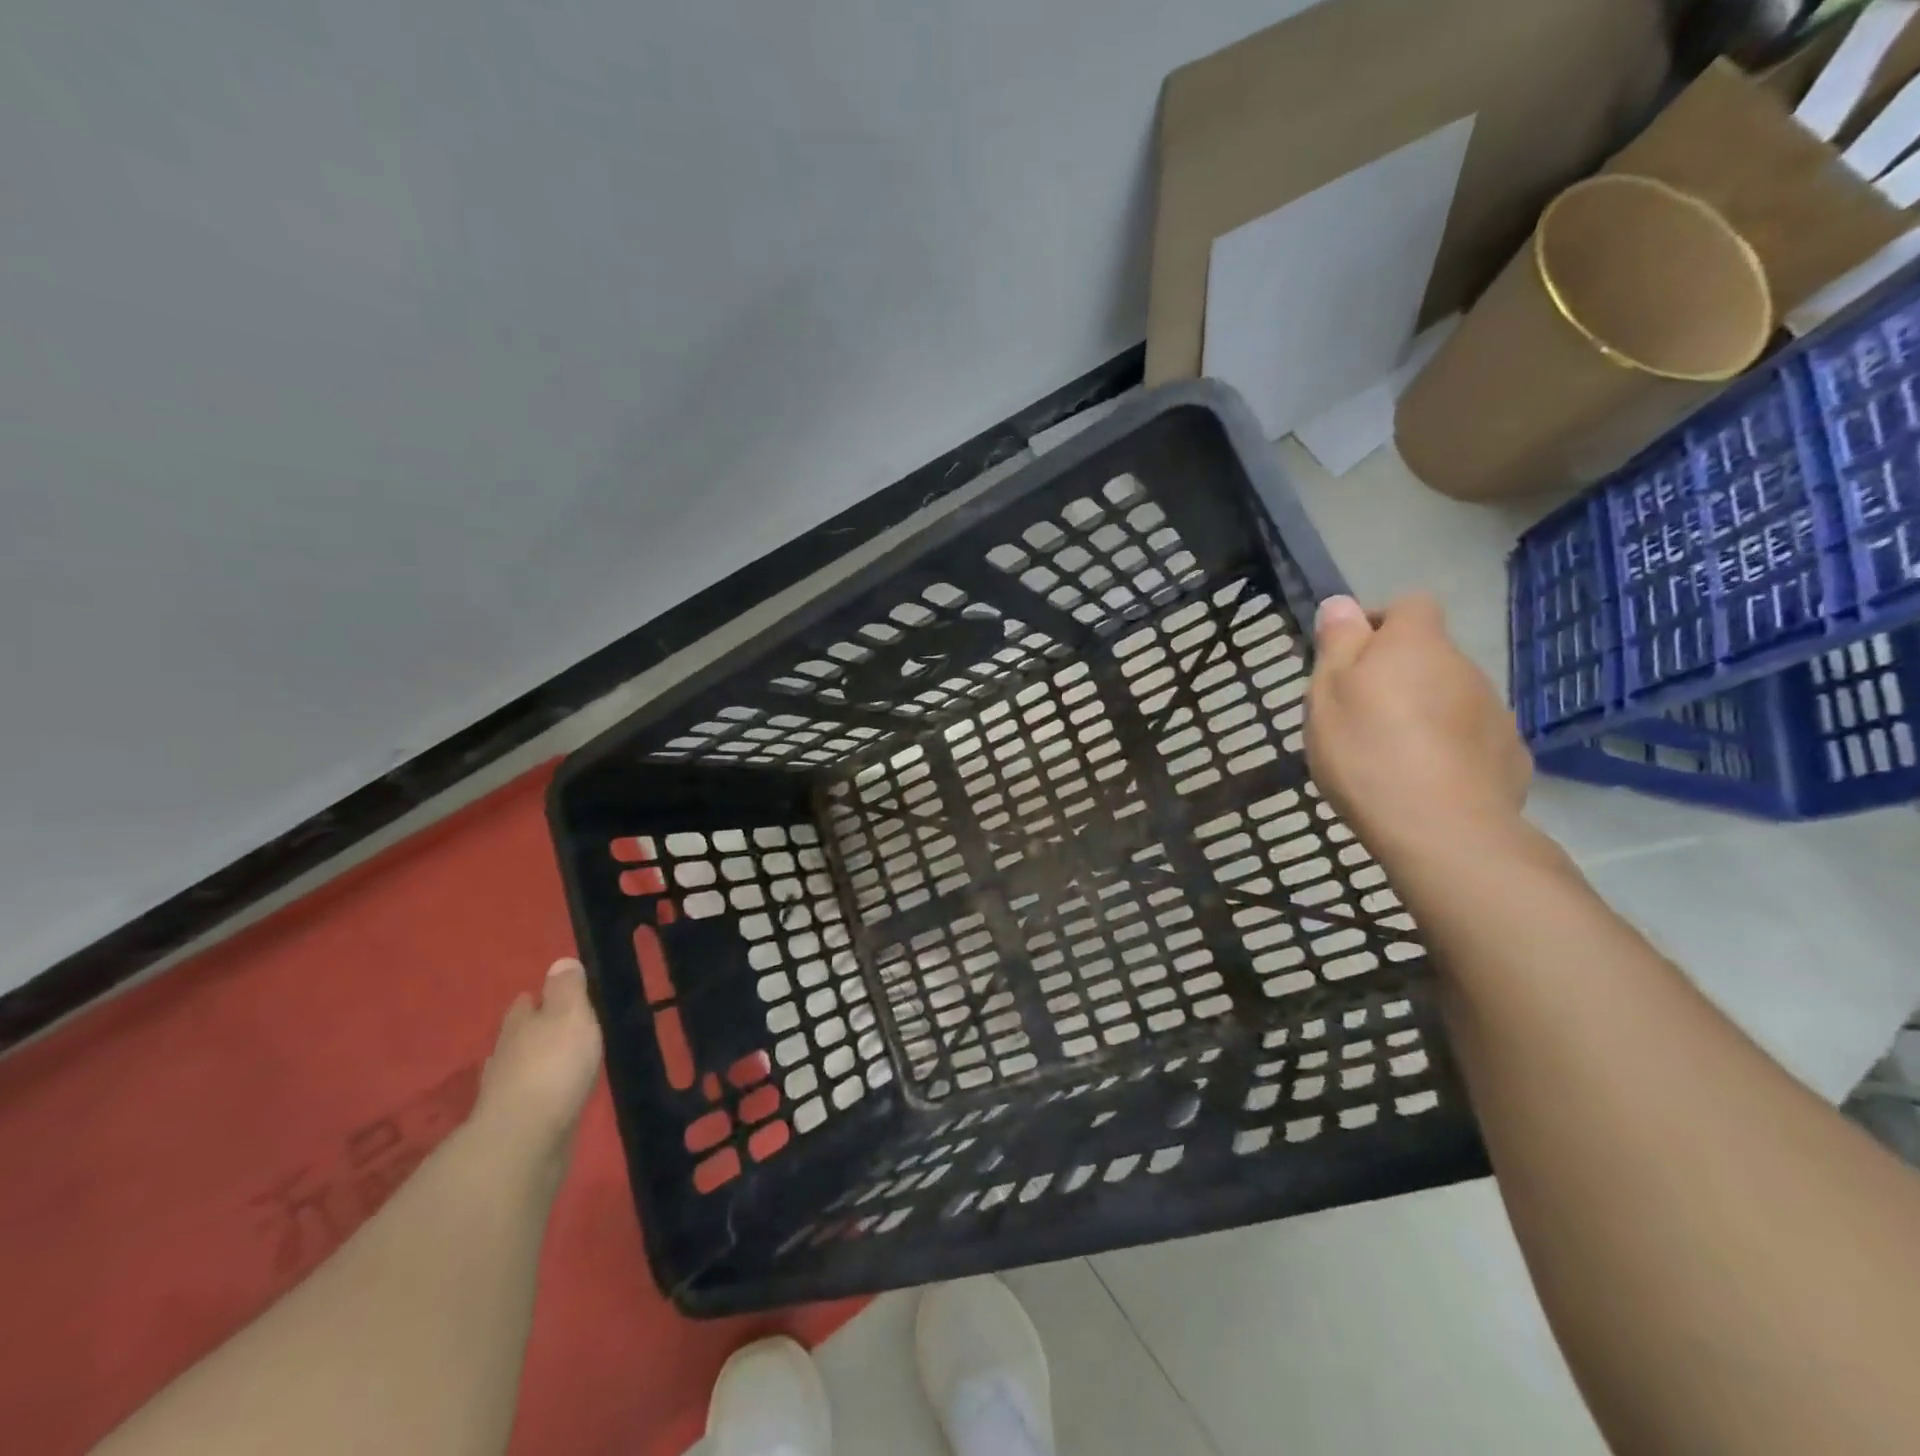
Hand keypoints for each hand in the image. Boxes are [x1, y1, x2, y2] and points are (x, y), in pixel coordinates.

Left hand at [473, 958, 604, 1167]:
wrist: (525, 1140)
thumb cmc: (553, 1065)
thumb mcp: (570, 1015)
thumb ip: (567, 989)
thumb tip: (560, 961)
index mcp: (519, 1025)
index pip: (523, 1006)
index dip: (535, 1000)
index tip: (544, 996)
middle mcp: (505, 1056)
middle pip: (516, 1038)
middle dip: (530, 1032)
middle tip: (551, 1028)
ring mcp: (504, 1094)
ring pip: (517, 1070)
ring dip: (532, 1065)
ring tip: (554, 1063)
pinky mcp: (513, 1126)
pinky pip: (526, 1100)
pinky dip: (536, 1095)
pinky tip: (550, 1098)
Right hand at [1305, 593, 1530, 862]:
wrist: (1441, 829)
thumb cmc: (1367, 751)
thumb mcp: (1327, 694)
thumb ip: (1338, 644)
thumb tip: (1342, 603)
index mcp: (1416, 645)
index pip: (1408, 605)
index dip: (1379, 624)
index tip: (1351, 658)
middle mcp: (1464, 666)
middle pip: (1429, 656)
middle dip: (1398, 675)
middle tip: (1360, 716)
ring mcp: (1494, 711)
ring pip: (1450, 697)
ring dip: (1424, 713)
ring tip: (1391, 756)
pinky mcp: (1510, 755)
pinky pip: (1471, 738)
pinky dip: (1449, 749)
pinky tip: (1426, 781)